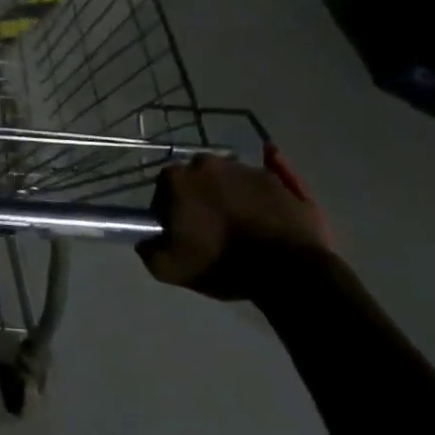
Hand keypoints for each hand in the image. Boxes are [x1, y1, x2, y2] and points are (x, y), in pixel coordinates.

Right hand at [137, 154, 331, 299]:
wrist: (287, 271)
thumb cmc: (221, 264)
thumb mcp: (169, 269)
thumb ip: (148, 250)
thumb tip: (147, 240)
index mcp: (178, 178)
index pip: (165, 188)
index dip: (169, 209)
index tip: (179, 230)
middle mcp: (209, 163)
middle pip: (198, 177)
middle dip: (200, 195)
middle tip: (209, 226)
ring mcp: (247, 169)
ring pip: (230, 178)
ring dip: (230, 194)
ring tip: (241, 225)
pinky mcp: (280, 181)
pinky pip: (265, 179)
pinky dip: (260, 189)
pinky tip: (264, 197)